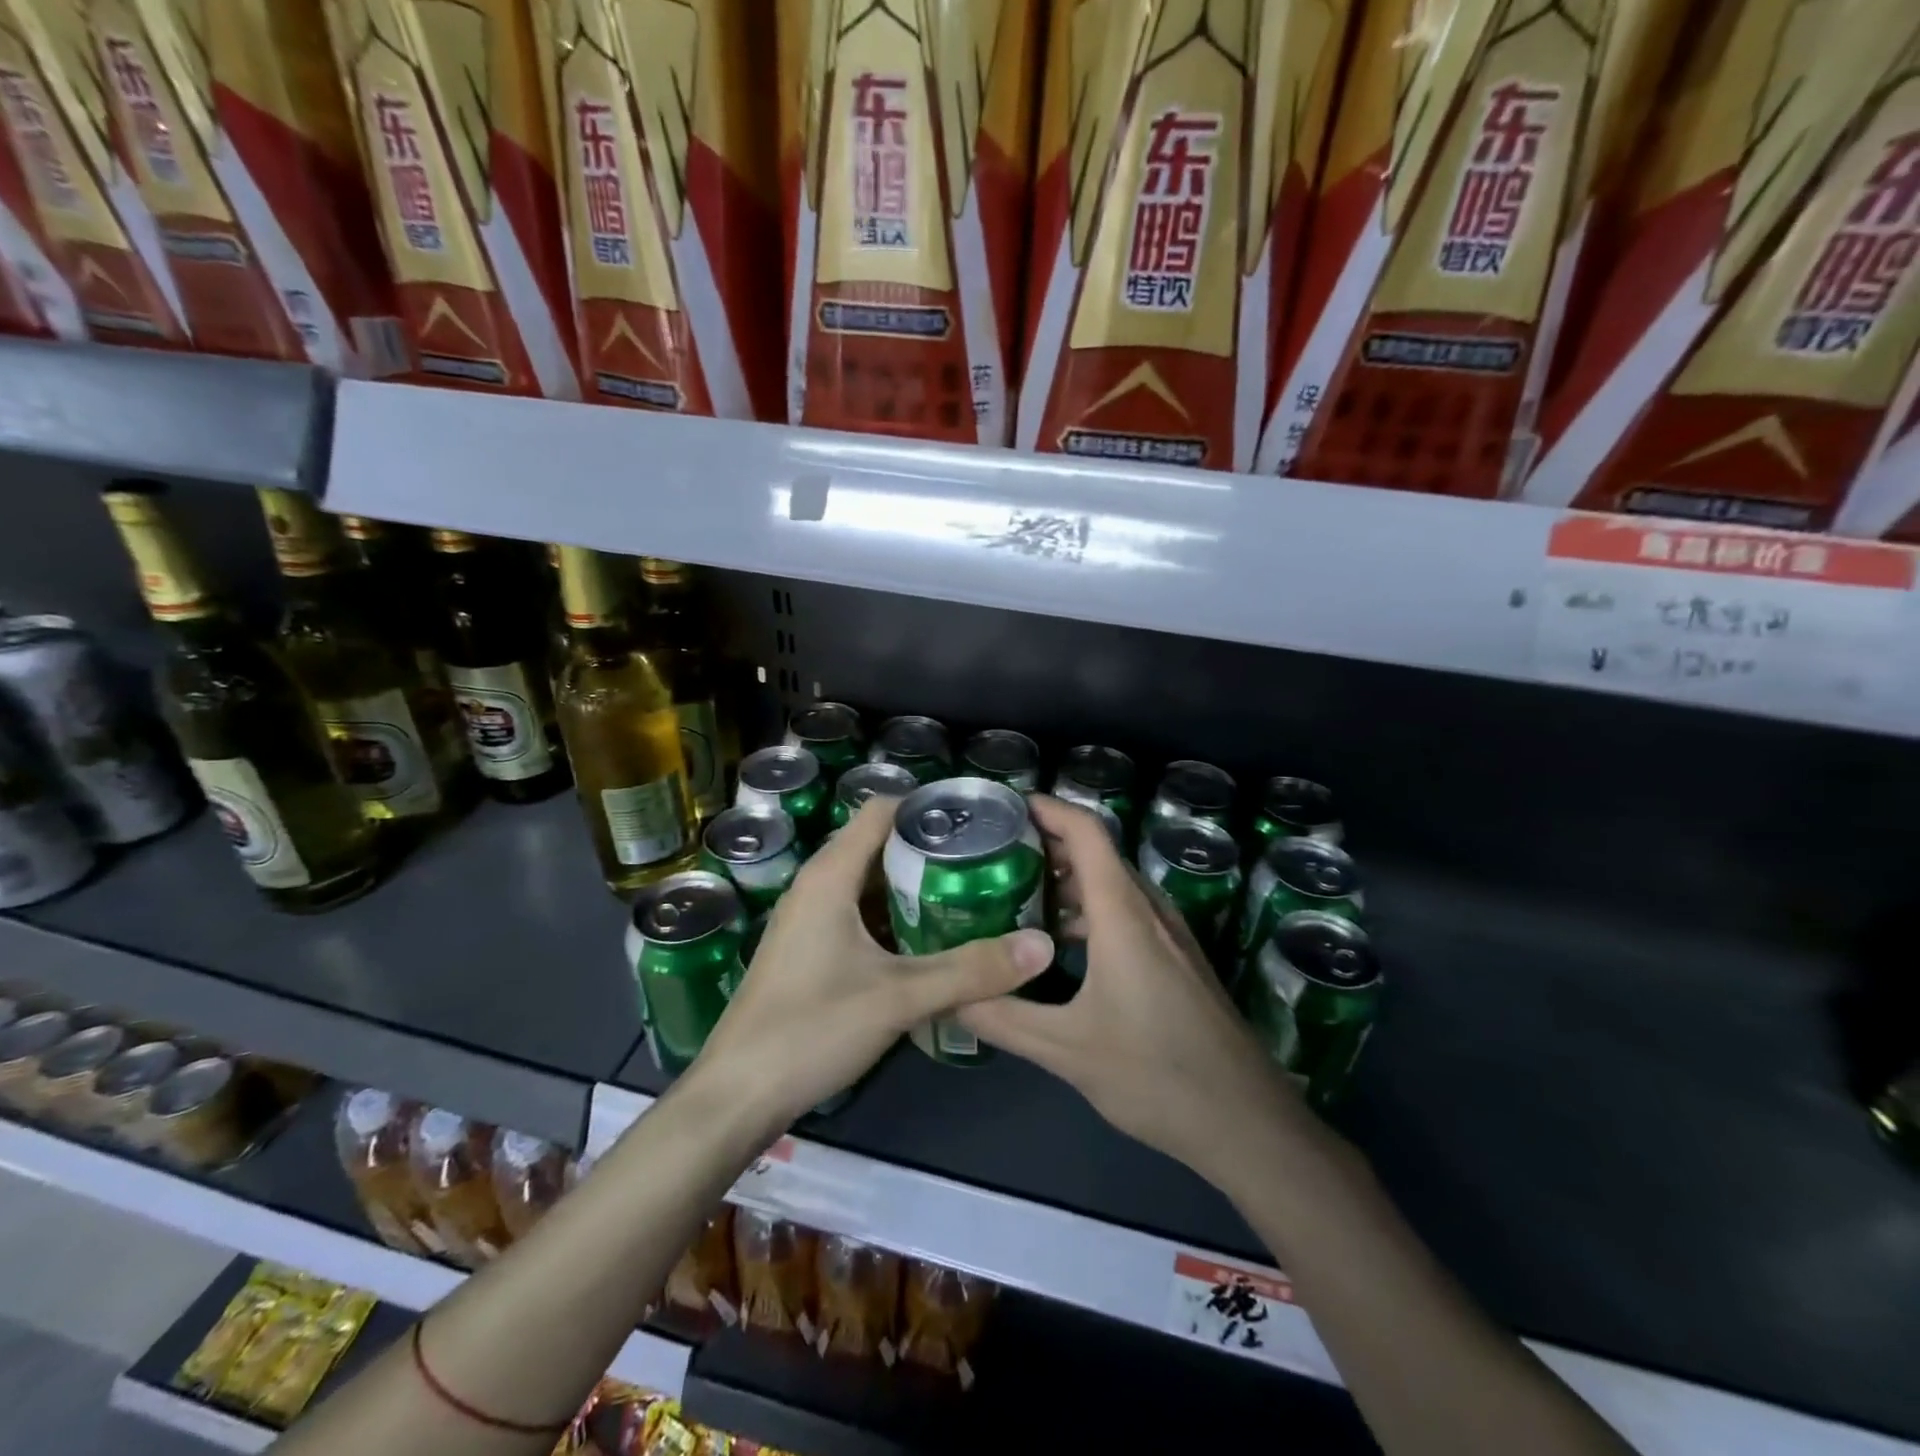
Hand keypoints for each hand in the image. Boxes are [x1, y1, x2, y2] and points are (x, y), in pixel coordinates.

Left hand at [694, 795, 1053, 1127]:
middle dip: (932, 847)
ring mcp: (810, 919)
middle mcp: (817, 885)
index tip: (980, 820)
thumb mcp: (899, 997)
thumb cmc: (810, 1030)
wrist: (737, 1096)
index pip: (882, 810)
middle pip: (879, 844)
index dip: (929, 807)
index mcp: (830, 875)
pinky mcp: (810, 950)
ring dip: (915, 884)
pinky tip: (931, 939)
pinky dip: (895, 915)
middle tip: (988, 860)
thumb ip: (971, 970)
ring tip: (971, 893)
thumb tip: (1042, 945)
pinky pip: (860, 913)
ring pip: (870, 882)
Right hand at [959, 795, 1292, 1186]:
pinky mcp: (1178, 961)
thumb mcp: (1066, 1050)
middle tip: (993, 856)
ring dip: (1068, 881)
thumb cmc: (1156, 1075)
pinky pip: (1127, 914)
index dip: (1048, 809)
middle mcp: (1149, 911)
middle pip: (1097, 854)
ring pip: (1113, 886)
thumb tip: (949, 996)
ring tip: (1017, 897)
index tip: (1005, 807)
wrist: (1248, 1123)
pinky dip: (1089, 912)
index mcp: (1123, 914)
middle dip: (1047, 845)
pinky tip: (1060, 948)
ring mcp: (1170, 936)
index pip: (1086, 832)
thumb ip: (1003, 1018)